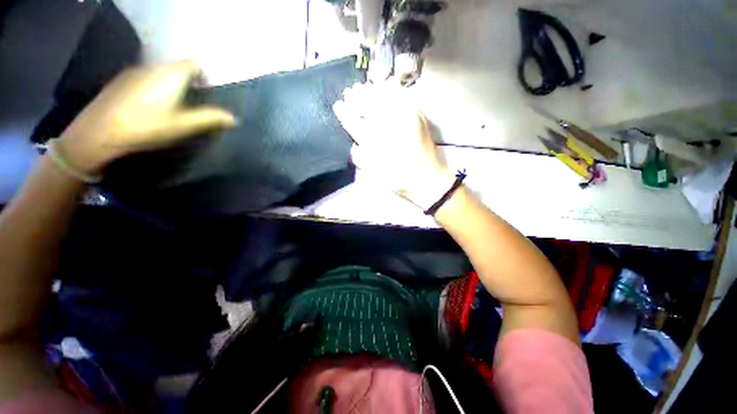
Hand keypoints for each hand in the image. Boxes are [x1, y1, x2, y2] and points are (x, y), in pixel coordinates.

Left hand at [58, 61, 235, 174]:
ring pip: (160, 73)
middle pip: (177, 68)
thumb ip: (210, 118)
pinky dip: (154, 87)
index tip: (206, 95)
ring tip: (171, 107)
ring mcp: (134, 72)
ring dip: (171, 85)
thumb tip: (233, 118)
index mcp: (171, 74)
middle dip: (189, 83)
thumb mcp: (184, 125)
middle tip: (191, 105)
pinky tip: (149, 107)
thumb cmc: (147, 126)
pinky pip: (146, 78)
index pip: (194, 64)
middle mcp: (153, 66)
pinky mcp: (121, 81)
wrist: (99, 132)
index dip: (204, 77)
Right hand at [333, 83, 455, 209]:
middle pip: (368, 105)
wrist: (426, 177)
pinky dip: (393, 90)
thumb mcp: (375, 173)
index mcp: (375, 141)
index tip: (338, 105)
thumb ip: (360, 159)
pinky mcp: (417, 116)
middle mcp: (387, 126)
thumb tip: (352, 147)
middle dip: (356, 97)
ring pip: (383, 98)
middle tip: (349, 91)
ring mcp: (404, 118)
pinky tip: (387, 86)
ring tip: (362, 87)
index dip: (344, 113)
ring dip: (371, 91)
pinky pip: (402, 97)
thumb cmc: (398, 178)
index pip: (354, 123)